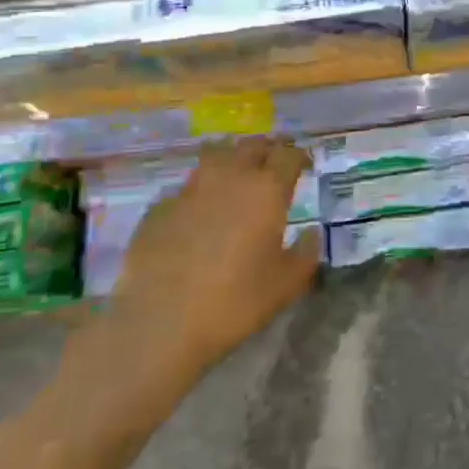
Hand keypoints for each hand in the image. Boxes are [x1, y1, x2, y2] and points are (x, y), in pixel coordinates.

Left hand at [96, 138, 320, 405]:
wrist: (158, 322)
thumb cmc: (233, 302)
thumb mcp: (286, 284)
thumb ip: (306, 253)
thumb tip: (310, 233)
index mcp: (267, 191)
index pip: (288, 155)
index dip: (299, 155)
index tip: (303, 163)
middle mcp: (230, 178)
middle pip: (252, 146)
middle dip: (267, 149)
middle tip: (274, 161)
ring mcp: (190, 189)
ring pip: (216, 155)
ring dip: (233, 158)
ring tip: (238, 172)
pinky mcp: (160, 207)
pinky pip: (187, 186)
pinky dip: (201, 188)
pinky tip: (200, 208)